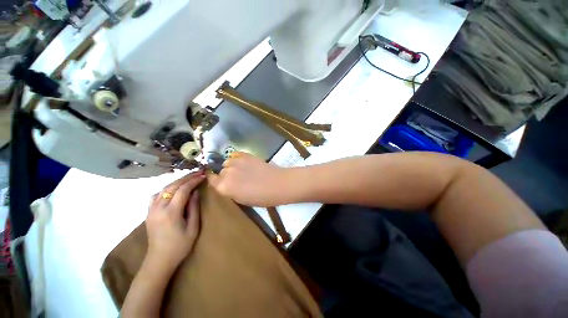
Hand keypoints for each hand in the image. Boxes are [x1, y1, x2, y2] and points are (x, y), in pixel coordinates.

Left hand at [145, 171, 204, 274]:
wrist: (159, 260)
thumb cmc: (180, 246)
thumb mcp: (193, 227)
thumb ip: (194, 208)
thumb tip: (195, 192)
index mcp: (171, 212)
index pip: (183, 190)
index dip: (194, 181)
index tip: (203, 175)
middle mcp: (158, 208)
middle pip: (172, 186)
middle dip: (186, 178)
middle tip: (198, 172)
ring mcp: (151, 210)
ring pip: (163, 189)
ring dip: (177, 181)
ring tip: (188, 178)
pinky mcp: (148, 213)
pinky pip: (156, 195)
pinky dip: (166, 189)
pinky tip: (172, 190)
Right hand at [209, 152, 290, 206]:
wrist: (277, 184)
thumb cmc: (261, 197)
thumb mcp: (242, 200)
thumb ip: (230, 191)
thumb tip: (227, 184)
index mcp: (224, 187)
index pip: (212, 180)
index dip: (216, 181)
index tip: (220, 181)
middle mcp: (227, 173)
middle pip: (220, 171)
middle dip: (225, 175)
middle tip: (236, 178)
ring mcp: (236, 162)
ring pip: (227, 162)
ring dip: (231, 166)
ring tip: (241, 169)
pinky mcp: (246, 155)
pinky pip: (235, 154)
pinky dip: (236, 158)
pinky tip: (243, 162)